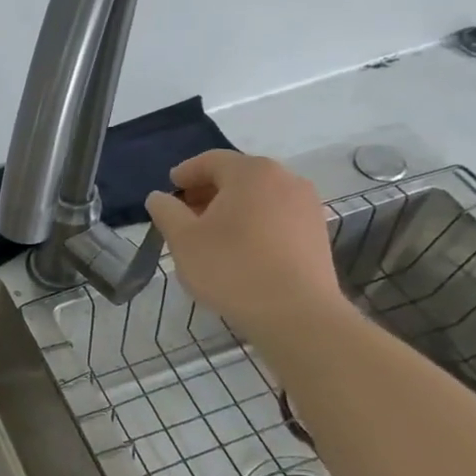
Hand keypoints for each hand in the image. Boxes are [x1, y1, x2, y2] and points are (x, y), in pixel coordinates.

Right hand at [145, 150, 348, 338]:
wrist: (296, 314)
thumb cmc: (231, 268)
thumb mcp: (183, 239)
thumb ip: (166, 211)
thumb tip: (159, 197)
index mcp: (251, 173)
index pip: (211, 161)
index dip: (185, 173)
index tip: (168, 189)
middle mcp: (285, 179)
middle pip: (238, 176)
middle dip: (208, 191)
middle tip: (184, 213)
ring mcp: (306, 206)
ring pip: (259, 197)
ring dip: (231, 208)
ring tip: (210, 234)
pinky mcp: (316, 232)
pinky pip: (276, 216)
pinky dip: (254, 222)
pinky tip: (239, 249)